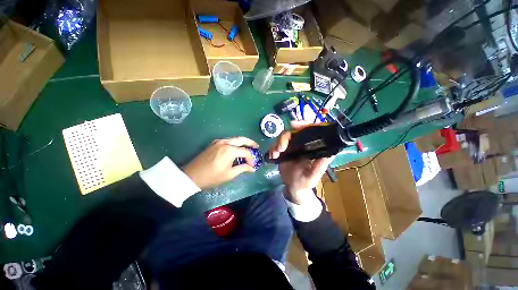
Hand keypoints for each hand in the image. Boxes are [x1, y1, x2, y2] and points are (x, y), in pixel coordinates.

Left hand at [184, 137, 257, 189]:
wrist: (192, 175)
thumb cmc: (212, 177)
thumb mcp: (229, 174)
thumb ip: (242, 168)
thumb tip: (252, 168)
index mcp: (230, 150)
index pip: (245, 152)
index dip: (251, 159)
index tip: (252, 165)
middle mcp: (225, 143)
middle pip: (241, 139)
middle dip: (250, 142)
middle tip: (256, 146)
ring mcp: (219, 142)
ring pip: (234, 139)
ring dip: (242, 142)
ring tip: (248, 147)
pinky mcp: (214, 143)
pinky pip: (227, 140)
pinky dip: (234, 143)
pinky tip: (236, 148)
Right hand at [269, 121, 333, 204]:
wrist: (292, 188)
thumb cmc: (304, 183)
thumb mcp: (313, 176)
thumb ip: (320, 165)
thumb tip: (330, 150)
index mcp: (311, 148)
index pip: (309, 131)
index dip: (302, 124)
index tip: (293, 125)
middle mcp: (302, 145)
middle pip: (293, 132)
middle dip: (284, 137)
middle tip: (280, 148)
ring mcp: (292, 147)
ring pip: (283, 137)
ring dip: (277, 143)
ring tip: (275, 154)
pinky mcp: (283, 151)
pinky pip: (276, 145)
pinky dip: (272, 148)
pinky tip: (272, 156)